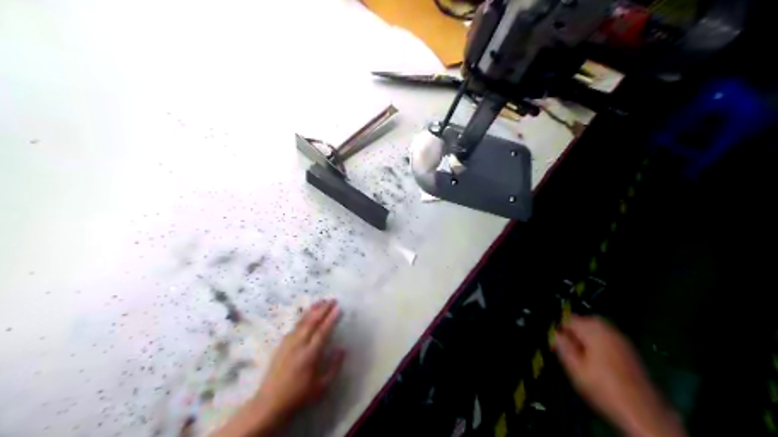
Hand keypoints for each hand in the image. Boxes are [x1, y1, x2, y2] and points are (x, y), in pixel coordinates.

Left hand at [214, 300, 344, 436]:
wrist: (270, 402)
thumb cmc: (299, 395)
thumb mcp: (322, 386)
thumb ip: (334, 366)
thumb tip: (342, 349)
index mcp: (310, 355)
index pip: (323, 331)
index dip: (331, 318)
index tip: (338, 307)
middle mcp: (298, 345)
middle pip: (312, 322)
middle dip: (322, 309)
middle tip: (332, 299)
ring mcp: (288, 344)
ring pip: (302, 322)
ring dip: (312, 310)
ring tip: (321, 301)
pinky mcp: (281, 346)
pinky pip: (294, 327)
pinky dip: (302, 318)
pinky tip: (306, 316)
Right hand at [553, 313, 686, 435]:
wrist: (643, 410)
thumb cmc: (603, 388)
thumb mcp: (575, 368)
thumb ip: (563, 346)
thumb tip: (555, 333)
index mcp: (593, 329)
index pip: (569, 319)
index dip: (558, 329)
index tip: (553, 345)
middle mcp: (609, 328)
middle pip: (584, 322)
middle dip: (573, 333)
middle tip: (566, 351)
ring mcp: (622, 338)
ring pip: (597, 330)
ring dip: (586, 339)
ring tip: (579, 358)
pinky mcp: (630, 350)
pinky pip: (608, 339)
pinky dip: (598, 345)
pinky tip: (596, 362)